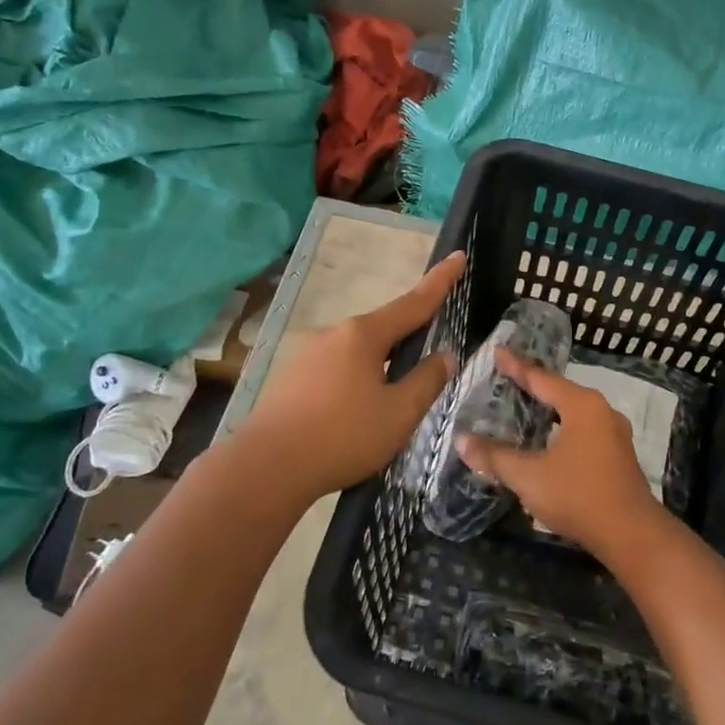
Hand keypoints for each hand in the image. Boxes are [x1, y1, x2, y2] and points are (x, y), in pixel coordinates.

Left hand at [231, 252, 464, 501]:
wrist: (266, 468)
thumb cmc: (342, 437)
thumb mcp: (399, 413)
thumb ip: (427, 381)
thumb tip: (444, 356)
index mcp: (363, 335)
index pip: (413, 302)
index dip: (440, 281)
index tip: (459, 256)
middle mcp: (333, 334)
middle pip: (383, 329)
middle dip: (408, 338)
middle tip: (429, 358)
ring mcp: (307, 355)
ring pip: (358, 353)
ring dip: (379, 367)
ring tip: (390, 403)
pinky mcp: (291, 379)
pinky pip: (336, 371)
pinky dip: (355, 382)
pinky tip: (355, 414)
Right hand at [456, 349, 665, 557]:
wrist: (631, 534)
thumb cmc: (578, 496)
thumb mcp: (529, 477)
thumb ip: (494, 457)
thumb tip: (461, 440)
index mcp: (582, 406)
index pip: (541, 378)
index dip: (516, 366)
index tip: (497, 352)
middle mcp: (602, 412)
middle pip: (560, 391)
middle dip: (533, 386)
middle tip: (507, 379)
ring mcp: (614, 434)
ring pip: (574, 413)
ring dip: (550, 410)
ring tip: (526, 408)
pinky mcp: (618, 456)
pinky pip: (584, 431)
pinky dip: (562, 428)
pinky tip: (550, 441)